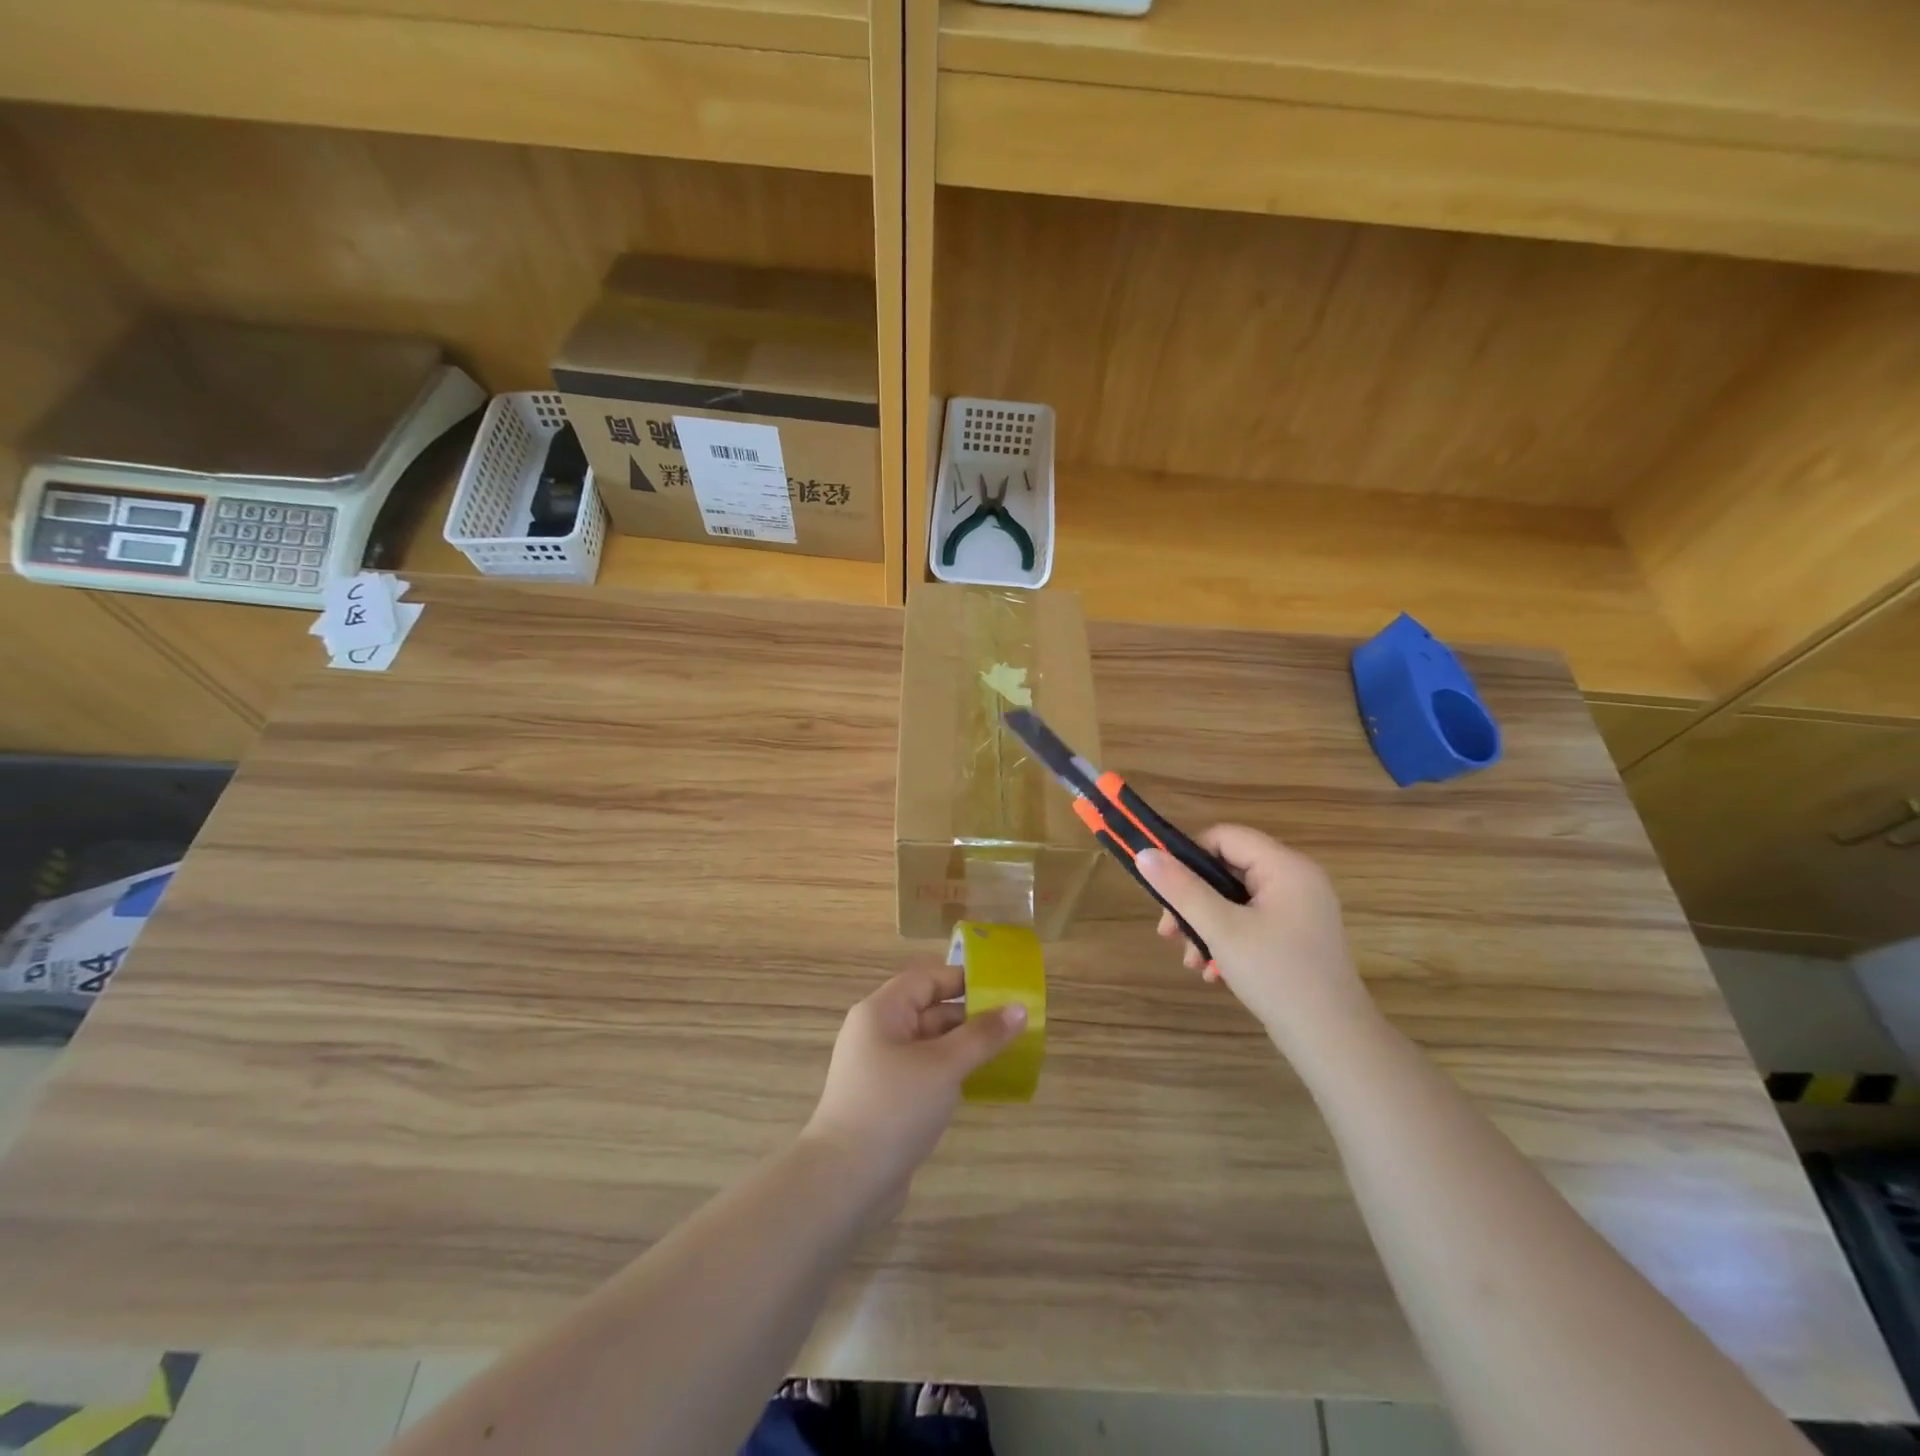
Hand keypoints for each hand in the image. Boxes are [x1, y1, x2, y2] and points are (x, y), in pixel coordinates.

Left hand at [802, 966, 1025, 1219]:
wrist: (845, 1181)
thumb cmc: (894, 1107)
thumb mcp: (944, 1066)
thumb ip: (983, 1035)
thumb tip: (1019, 1008)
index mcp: (881, 1012)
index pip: (925, 980)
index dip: (962, 980)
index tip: (1002, 989)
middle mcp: (877, 1033)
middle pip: (928, 1010)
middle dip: (969, 1016)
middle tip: (1013, 1025)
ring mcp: (879, 1068)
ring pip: (928, 1044)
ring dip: (962, 1046)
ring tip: (1005, 1052)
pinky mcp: (886, 1099)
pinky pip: (923, 1072)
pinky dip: (949, 1072)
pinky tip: (978, 1083)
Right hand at [1137, 826, 1374, 1050]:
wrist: (1333, 1042)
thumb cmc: (1277, 975)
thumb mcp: (1222, 930)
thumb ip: (1182, 889)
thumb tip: (1144, 854)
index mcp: (1286, 867)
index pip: (1225, 837)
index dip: (1189, 857)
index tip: (1165, 890)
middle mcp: (1296, 880)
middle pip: (1228, 870)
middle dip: (1193, 902)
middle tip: (1170, 934)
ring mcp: (1299, 910)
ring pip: (1235, 900)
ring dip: (1206, 926)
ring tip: (1192, 961)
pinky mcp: (1296, 936)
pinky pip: (1251, 921)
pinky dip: (1228, 940)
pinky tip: (1214, 972)